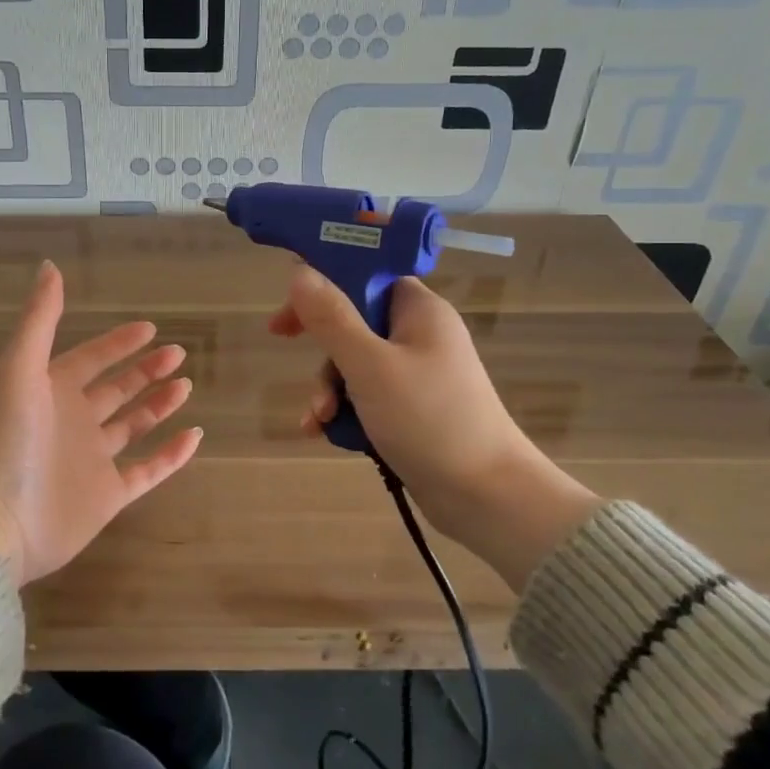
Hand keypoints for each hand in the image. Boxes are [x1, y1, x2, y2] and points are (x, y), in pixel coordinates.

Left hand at [0, 261, 202, 584]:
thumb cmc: (8, 440)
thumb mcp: (19, 369)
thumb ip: (39, 319)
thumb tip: (48, 266)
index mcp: (51, 391)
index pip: (91, 359)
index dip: (118, 342)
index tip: (150, 328)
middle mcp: (72, 422)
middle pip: (117, 389)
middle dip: (146, 370)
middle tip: (178, 354)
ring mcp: (92, 460)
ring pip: (133, 426)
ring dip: (158, 405)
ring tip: (185, 385)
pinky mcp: (107, 495)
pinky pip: (147, 471)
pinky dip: (172, 455)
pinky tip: (195, 435)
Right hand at [268, 267, 601, 588]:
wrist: (487, 496)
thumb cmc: (428, 419)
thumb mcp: (369, 366)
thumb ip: (331, 318)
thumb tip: (299, 271)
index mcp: (419, 310)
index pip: (367, 275)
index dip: (325, 284)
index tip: (291, 306)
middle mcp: (420, 335)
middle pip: (355, 322)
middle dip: (322, 348)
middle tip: (282, 343)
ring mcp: (417, 374)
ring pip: (356, 364)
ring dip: (330, 388)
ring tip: (319, 420)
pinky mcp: (413, 410)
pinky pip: (368, 397)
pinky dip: (346, 411)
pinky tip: (327, 434)